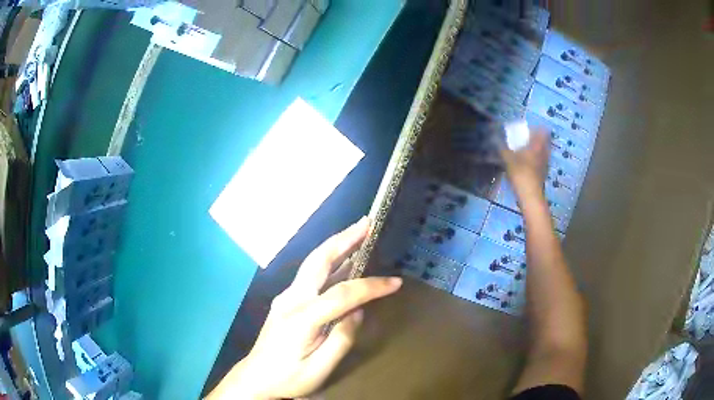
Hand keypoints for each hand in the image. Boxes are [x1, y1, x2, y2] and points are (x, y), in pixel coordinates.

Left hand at [207, 217, 402, 399]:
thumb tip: (358, 312)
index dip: (371, 286)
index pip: (342, 294)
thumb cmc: (288, 378)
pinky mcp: (285, 301)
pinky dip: (329, 262)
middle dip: (344, 239)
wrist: (256, 378)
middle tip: (366, 223)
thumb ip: (341, 339)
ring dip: (336, 245)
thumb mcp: (320, 369)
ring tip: (358, 232)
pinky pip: (310, 275)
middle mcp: (291, 299)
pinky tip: (342, 262)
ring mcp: (285, 297)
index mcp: (301, 318)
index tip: (395, 283)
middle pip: (318, 261)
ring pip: (312, 264)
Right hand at [500, 128, 550, 201]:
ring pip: (543, 151)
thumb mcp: (508, 159)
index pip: (543, 131)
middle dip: (537, 139)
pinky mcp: (544, 173)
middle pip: (545, 141)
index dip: (538, 128)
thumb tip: (496, 139)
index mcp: (537, 145)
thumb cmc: (521, 173)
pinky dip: (536, 160)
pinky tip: (527, 164)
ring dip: (537, 150)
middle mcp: (544, 152)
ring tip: (526, 151)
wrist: (530, 196)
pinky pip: (541, 161)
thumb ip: (502, 148)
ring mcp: (545, 164)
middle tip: (527, 139)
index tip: (530, 129)